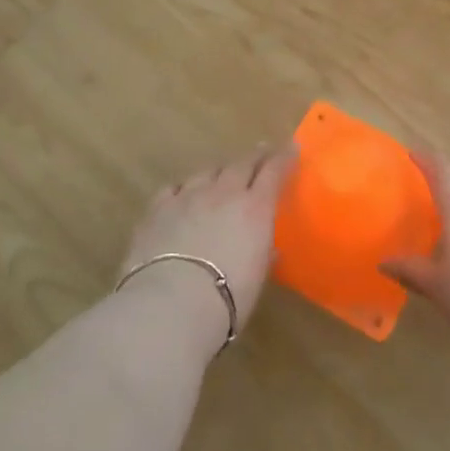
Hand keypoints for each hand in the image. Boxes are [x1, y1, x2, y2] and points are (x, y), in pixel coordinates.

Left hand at [120, 147, 295, 335]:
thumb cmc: (227, 297)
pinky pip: (174, 188)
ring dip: (220, 170)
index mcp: (255, 208)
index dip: (283, 158)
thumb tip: (269, 248)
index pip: (273, 172)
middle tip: (262, 153)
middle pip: (241, 164)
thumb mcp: (257, 276)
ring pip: (207, 171)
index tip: (291, 148)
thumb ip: (263, 254)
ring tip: (224, 173)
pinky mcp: (157, 208)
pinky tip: (183, 193)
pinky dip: (185, 188)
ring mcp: (187, 197)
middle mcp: (223, 193)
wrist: (171, 302)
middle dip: (254, 157)